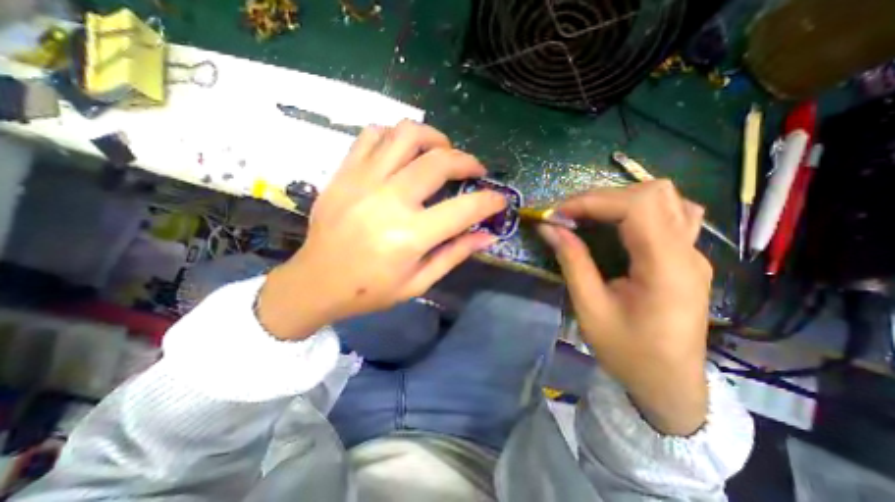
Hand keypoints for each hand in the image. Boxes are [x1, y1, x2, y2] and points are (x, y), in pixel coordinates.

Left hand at [260, 122, 509, 339]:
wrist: (315, 282)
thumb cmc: (370, 290)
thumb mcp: (419, 282)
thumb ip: (455, 254)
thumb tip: (487, 235)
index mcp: (409, 236)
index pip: (464, 209)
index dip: (490, 201)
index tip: (499, 200)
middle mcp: (388, 200)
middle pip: (439, 161)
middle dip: (468, 162)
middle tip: (475, 171)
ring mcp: (362, 181)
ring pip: (406, 134)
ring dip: (435, 138)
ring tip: (442, 153)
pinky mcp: (344, 173)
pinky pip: (373, 135)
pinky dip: (396, 136)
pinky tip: (404, 152)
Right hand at [538, 180, 712, 434]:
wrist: (668, 384)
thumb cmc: (628, 353)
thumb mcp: (590, 308)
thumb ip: (572, 262)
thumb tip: (549, 228)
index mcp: (666, 267)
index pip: (636, 207)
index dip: (591, 201)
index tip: (557, 214)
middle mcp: (688, 252)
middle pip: (653, 193)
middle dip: (602, 198)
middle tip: (569, 216)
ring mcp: (693, 252)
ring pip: (666, 197)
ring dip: (622, 199)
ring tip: (590, 216)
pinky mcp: (686, 257)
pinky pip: (671, 213)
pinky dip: (639, 209)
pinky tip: (619, 225)